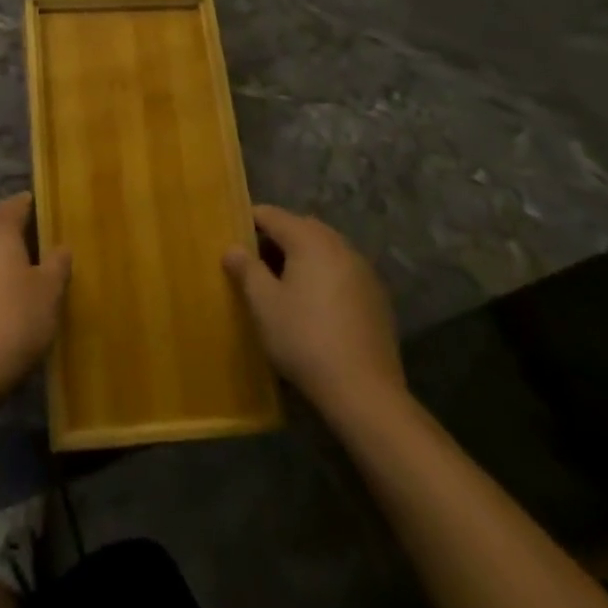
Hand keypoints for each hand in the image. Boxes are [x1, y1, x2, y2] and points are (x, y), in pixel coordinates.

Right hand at [223, 205, 404, 417]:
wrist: (365, 392)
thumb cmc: (304, 339)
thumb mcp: (264, 304)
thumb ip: (246, 269)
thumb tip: (232, 248)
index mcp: (310, 239)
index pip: (272, 215)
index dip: (248, 221)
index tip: (231, 235)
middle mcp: (339, 245)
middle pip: (300, 228)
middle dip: (276, 238)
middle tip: (253, 261)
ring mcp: (363, 270)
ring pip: (323, 249)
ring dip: (301, 257)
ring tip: (281, 283)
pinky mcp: (376, 297)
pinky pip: (341, 271)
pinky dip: (323, 276)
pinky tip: (313, 305)